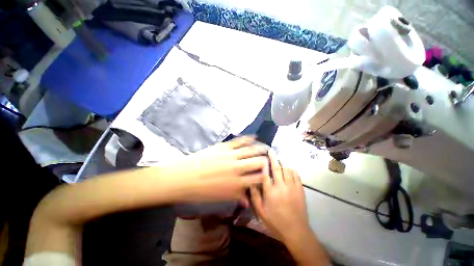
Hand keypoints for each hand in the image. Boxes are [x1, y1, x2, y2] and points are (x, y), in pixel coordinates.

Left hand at [158, 136, 268, 203]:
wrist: (183, 177)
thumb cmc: (202, 191)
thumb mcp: (221, 197)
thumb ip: (237, 196)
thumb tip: (248, 199)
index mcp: (238, 182)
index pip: (259, 177)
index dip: (266, 174)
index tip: (270, 172)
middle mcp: (238, 167)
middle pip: (258, 161)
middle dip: (266, 160)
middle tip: (270, 159)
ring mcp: (231, 155)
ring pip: (251, 150)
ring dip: (261, 148)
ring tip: (266, 147)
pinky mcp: (224, 146)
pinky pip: (239, 141)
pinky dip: (248, 138)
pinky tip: (254, 137)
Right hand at [250, 149, 309, 242]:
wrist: (296, 231)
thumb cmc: (276, 222)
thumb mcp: (261, 212)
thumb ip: (255, 196)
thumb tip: (250, 183)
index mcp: (270, 192)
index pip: (266, 173)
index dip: (263, 164)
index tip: (262, 156)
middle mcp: (281, 186)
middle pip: (277, 168)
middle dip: (274, 157)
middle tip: (271, 150)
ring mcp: (292, 187)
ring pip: (288, 169)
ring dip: (283, 161)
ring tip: (279, 156)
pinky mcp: (300, 190)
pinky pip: (296, 175)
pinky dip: (292, 169)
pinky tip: (290, 166)